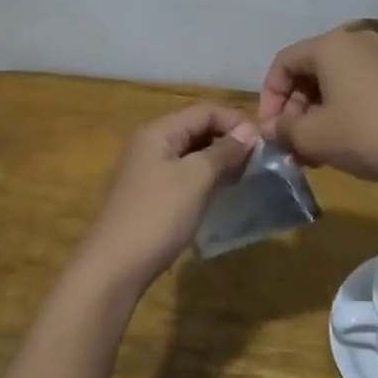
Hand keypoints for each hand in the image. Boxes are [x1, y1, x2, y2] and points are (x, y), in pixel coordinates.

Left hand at [75, 104, 257, 293]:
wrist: (114, 267)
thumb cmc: (158, 215)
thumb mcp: (195, 179)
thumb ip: (223, 151)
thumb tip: (248, 131)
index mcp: (158, 132)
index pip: (203, 111)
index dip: (234, 121)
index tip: (263, 143)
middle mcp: (149, 144)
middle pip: (195, 129)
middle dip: (227, 140)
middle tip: (257, 161)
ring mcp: (147, 171)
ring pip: (190, 153)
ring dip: (218, 160)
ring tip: (244, 176)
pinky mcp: (149, 195)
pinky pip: (182, 174)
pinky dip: (204, 178)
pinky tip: (220, 192)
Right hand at [258, 26, 377, 185]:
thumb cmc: (367, 133)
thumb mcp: (314, 136)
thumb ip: (284, 130)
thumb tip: (273, 129)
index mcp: (330, 46)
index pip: (283, 63)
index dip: (268, 97)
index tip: (270, 131)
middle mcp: (354, 42)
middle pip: (308, 72)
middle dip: (293, 110)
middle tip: (289, 145)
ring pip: (332, 84)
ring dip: (315, 116)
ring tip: (311, 153)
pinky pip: (355, 90)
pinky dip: (339, 114)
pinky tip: (338, 146)